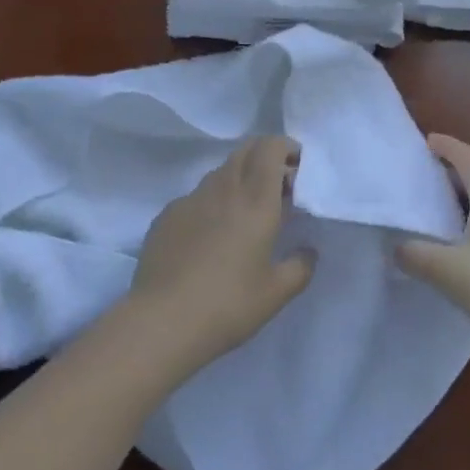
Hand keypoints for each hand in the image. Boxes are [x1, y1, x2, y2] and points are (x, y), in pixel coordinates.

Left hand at [127, 137, 314, 368]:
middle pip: (245, 150)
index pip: (270, 148)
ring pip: (220, 172)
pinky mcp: (166, 215)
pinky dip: (213, 202)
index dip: (285, 148)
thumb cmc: (228, 305)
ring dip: (239, 179)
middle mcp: (223, 189)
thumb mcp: (276, 293)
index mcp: (256, 200)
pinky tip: (210, 236)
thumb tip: (307, 252)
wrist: (162, 322)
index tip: (297, 169)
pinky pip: (196, 196)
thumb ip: (300, 266)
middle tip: (278, 188)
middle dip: (265, 157)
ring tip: (246, 214)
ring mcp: (190, 199)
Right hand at [397, 135, 469, 353]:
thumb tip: (397, 247)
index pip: (468, 158)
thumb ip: (415, 255)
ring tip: (440, 211)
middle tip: (425, 177)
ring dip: (465, 199)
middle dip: (453, 172)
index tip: (427, 141)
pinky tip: (465, 246)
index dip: (447, 146)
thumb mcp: (446, 271)